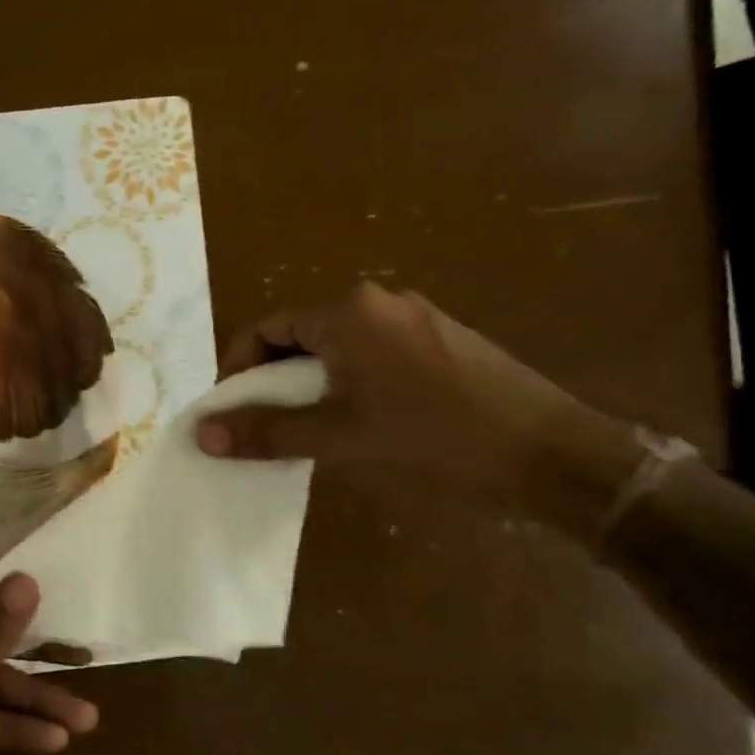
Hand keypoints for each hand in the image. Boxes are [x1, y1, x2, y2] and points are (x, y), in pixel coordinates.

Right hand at [196, 282, 641, 515]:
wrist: (551, 453)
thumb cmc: (434, 438)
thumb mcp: (341, 437)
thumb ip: (268, 431)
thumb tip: (203, 434)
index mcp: (347, 313)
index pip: (265, 328)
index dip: (236, 369)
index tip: (229, 412)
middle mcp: (378, 301)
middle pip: (299, 334)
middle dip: (272, 379)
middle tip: (264, 426)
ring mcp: (415, 317)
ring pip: (336, 346)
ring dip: (309, 383)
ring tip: (307, 429)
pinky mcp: (441, 339)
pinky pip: (371, 353)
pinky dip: (347, 382)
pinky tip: (358, 420)